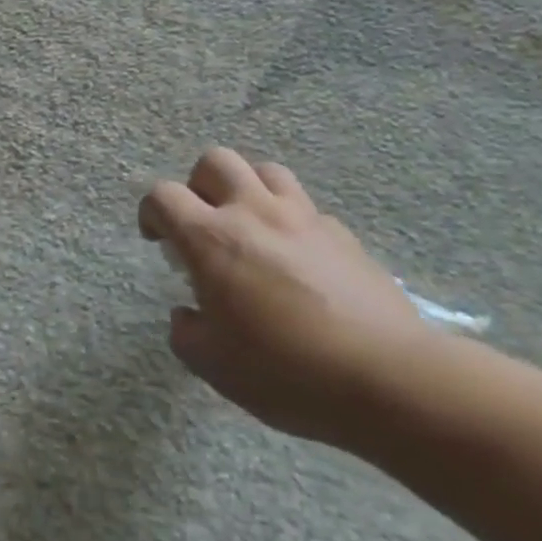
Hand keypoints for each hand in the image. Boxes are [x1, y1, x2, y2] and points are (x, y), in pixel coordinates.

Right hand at [139, 148, 431, 446]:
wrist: (390, 380)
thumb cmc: (287, 372)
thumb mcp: (214, 366)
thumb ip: (187, 332)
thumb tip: (188, 314)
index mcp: (211, 239)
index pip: (163, 196)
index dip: (150, 211)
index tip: (158, 239)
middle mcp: (254, 214)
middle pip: (216, 161)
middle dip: (198, 186)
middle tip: (203, 224)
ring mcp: (304, 219)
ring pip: (266, 170)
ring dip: (248, 189)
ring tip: (250, 227)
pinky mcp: (344, 235)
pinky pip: (307, 208)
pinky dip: (291, 222)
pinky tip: (297, 259)